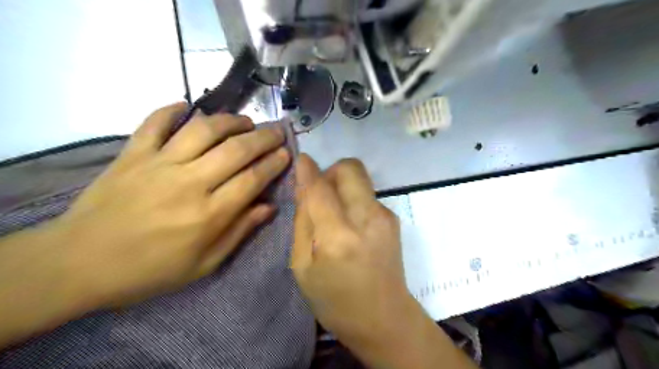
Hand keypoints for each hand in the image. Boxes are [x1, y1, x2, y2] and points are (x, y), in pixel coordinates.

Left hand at [51, 102, 288, 307]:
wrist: (77, 264)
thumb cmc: (149, 271)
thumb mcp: (203, 264)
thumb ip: (239, 232)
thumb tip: (268, 207)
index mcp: (208, 214)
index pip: (252, 179)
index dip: (274, 164)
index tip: (286, 154)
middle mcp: (189, 183)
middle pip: (236, 150)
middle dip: (263, 138)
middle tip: (277, 131)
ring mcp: (158, 164)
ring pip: (203, 130)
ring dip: (230, 121)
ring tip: (245, 121)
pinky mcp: (132, 154)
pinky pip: (154, 123)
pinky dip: (171, 110)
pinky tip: (187, 106)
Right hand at [291, 154, 476, 367]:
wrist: (385, 319)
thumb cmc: (335, 301)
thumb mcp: (303, 267)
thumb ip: (303, 222)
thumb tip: (303, 186)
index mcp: (338, 237)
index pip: (320, 188)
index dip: (307, 169)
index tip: (300, 160)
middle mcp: (367, 218)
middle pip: (349, 168)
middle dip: (330, 171)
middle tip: (319, 193)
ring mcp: (385, 216)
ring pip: (359, 178)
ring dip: (341, 185)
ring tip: (333, 212)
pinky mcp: (393, 218)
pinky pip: (367, 194)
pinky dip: (353, 198)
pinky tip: (350, 224)